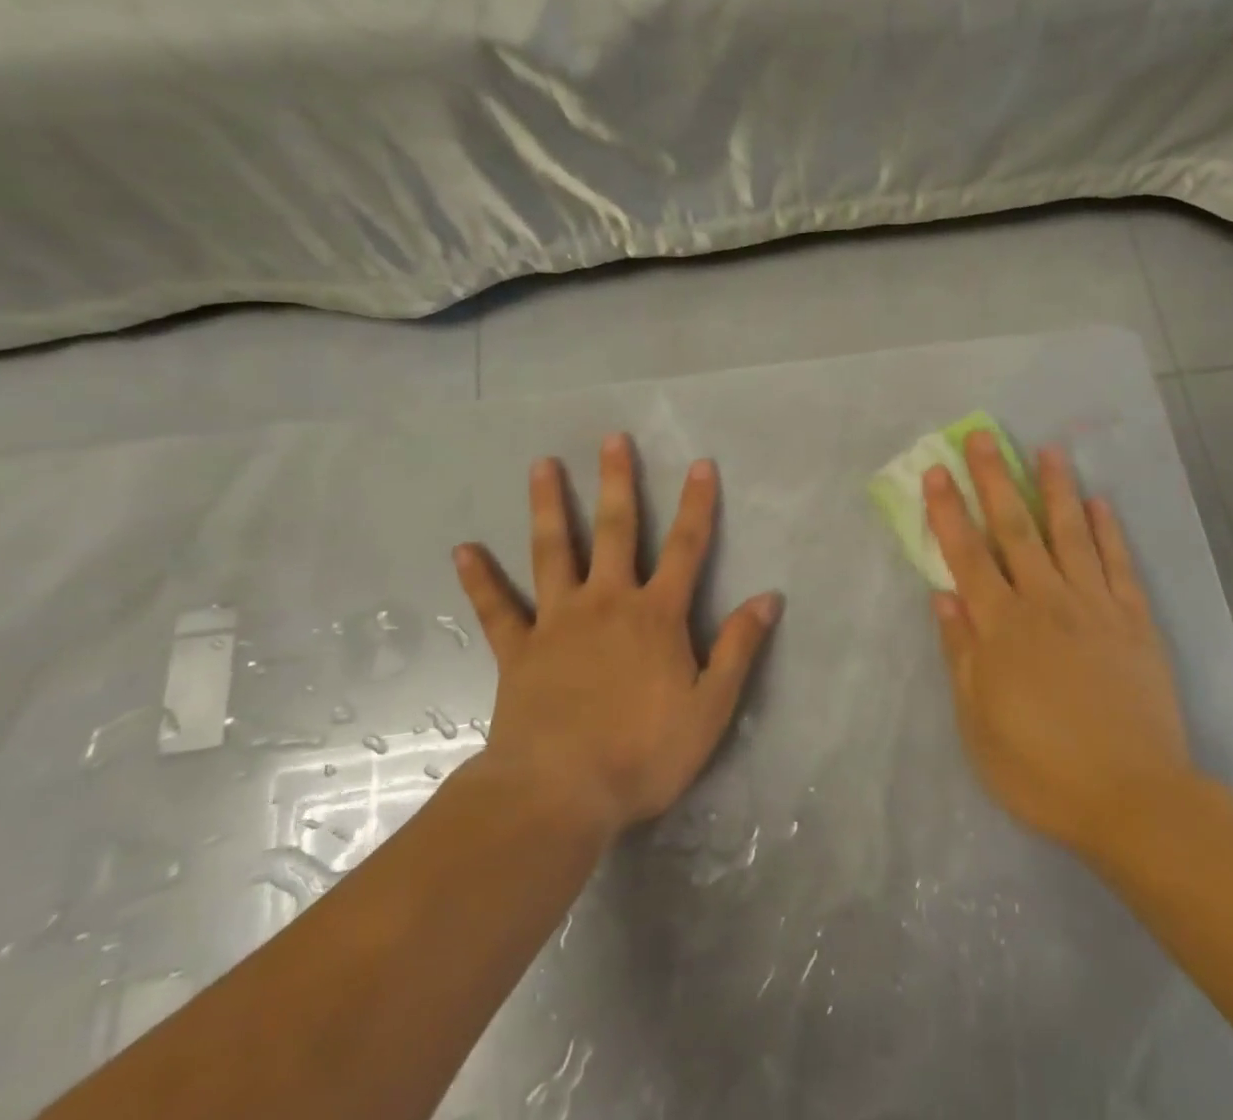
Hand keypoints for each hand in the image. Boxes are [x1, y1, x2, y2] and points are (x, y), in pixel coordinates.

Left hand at [450, 434, 781, 839]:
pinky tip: (463, 550)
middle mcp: (607, 602)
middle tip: (611, 439)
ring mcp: (558, 621)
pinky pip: (496, 608)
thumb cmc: (643, 753)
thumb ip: (738, 649)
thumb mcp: (710, 707)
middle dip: (616, 482)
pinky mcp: (519, 650)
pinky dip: (480, 579)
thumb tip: (769, 598)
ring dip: (548, 505)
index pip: (685, 547)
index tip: (699, 464)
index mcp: (656, 615)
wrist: (560, 794)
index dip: (696, 505)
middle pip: (614, 530)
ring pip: (553, 551)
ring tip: (543, 464)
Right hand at [924, 431, 1194, 854]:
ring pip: (1070, 535)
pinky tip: (1101, 503)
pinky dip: (1110, 532)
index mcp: (1002, 626)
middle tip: (985, 436)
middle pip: (1015, 529)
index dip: (949, 510)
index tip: (936, 471)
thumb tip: (942, 596)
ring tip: (1047, 450)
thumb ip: (960, 653)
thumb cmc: (1041, 767)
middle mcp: (1046, 602)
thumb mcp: (978, 722)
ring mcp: (1095, 607)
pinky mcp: (1135, 623)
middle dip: (995, 480)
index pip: (967, 555)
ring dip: (1055, 490)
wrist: (1134, 800)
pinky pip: (1119, 566)